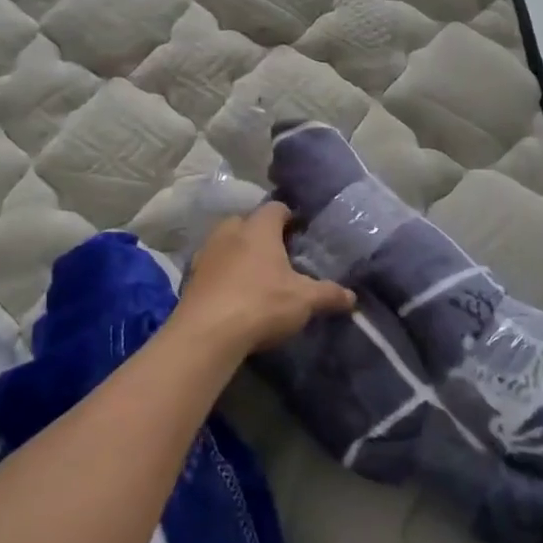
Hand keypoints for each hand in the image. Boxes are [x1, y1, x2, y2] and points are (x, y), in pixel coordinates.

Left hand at [174, 202, 355, 356]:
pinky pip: (212, 267)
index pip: (276, 208)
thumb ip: (329, 295)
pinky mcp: (191, 276)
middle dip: (263, 235)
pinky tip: (234, 295)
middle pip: (249, 223)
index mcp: (259, 228)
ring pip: (227, 243)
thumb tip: (352, 297)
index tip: (301, 234)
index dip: (290, 218)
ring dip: (240, 254)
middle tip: (281, 257)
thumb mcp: (304, 300)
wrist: (206, 333)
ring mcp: (206, 252)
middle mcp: (230, 231)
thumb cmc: (261, 303)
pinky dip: (223, 275)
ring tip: (257, 277)